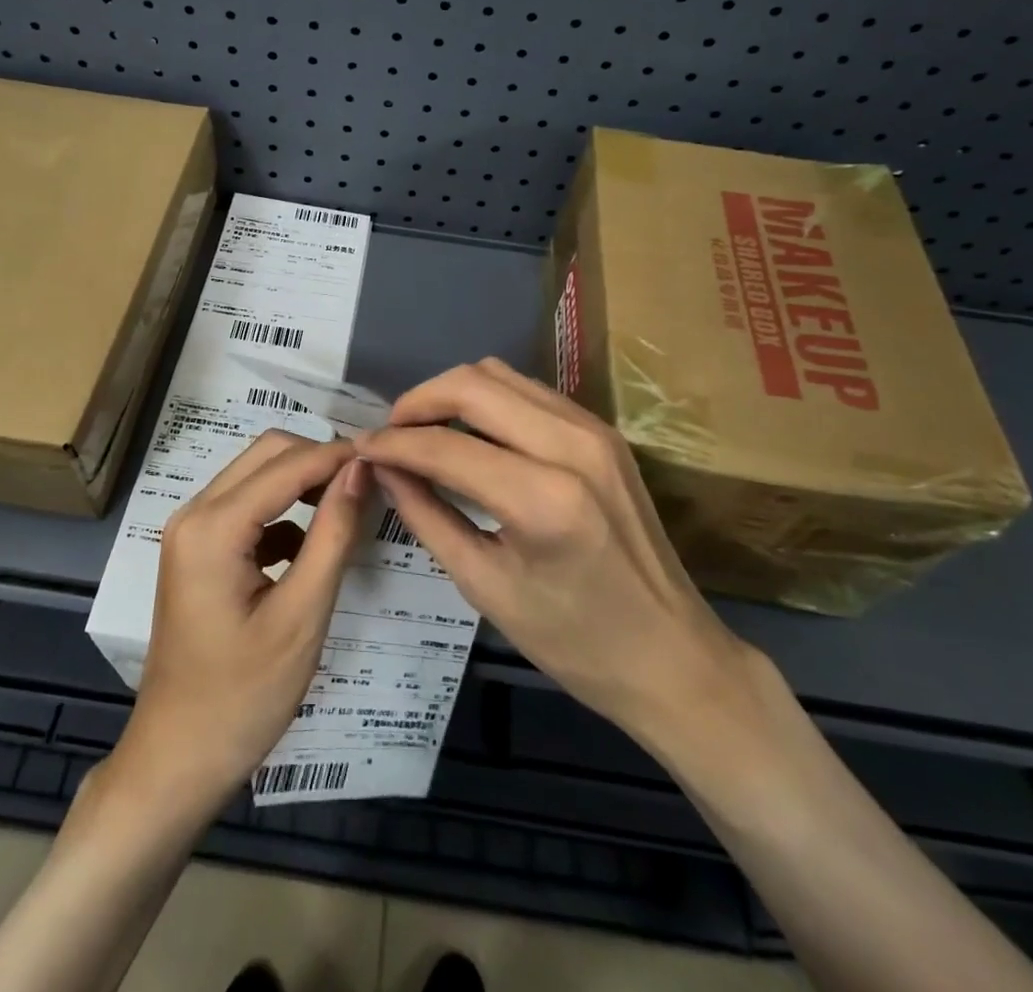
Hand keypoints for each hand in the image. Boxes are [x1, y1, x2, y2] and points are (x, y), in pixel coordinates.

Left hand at [111, 430, 367, 813]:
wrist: (178, 759)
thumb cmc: (243, 697)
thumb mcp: (302, 615)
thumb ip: (333, 533)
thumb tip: (361, 470)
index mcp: (212, 527)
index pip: (288, 464)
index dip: (340, 456)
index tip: (388, 459)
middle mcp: (194, 513)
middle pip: (267, 454)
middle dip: (320, 459)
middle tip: (370, 483)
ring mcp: (191, 530)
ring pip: (257, 475)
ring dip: (303, 481)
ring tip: (351, 507)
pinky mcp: (197, 550)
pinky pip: (247, 507)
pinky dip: (283, 511)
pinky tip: (311, 547)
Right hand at [356, 359, 773, 777]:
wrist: (673, 655)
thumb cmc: (574, 643)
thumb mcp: (485, 586)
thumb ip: (426, 515)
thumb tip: (382, 468)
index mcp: (544, 499)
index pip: (446, 446)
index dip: (392, 443)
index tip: (359, 448)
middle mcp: (573, 446)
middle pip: (473, 384)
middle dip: (418, 401)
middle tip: (389, 434)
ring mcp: (594, 431)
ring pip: (501, 376)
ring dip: (452, 394)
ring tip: (423, 431)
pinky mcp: (603, 431)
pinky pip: (529, 392)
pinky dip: (488, 401)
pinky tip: (470, 435)